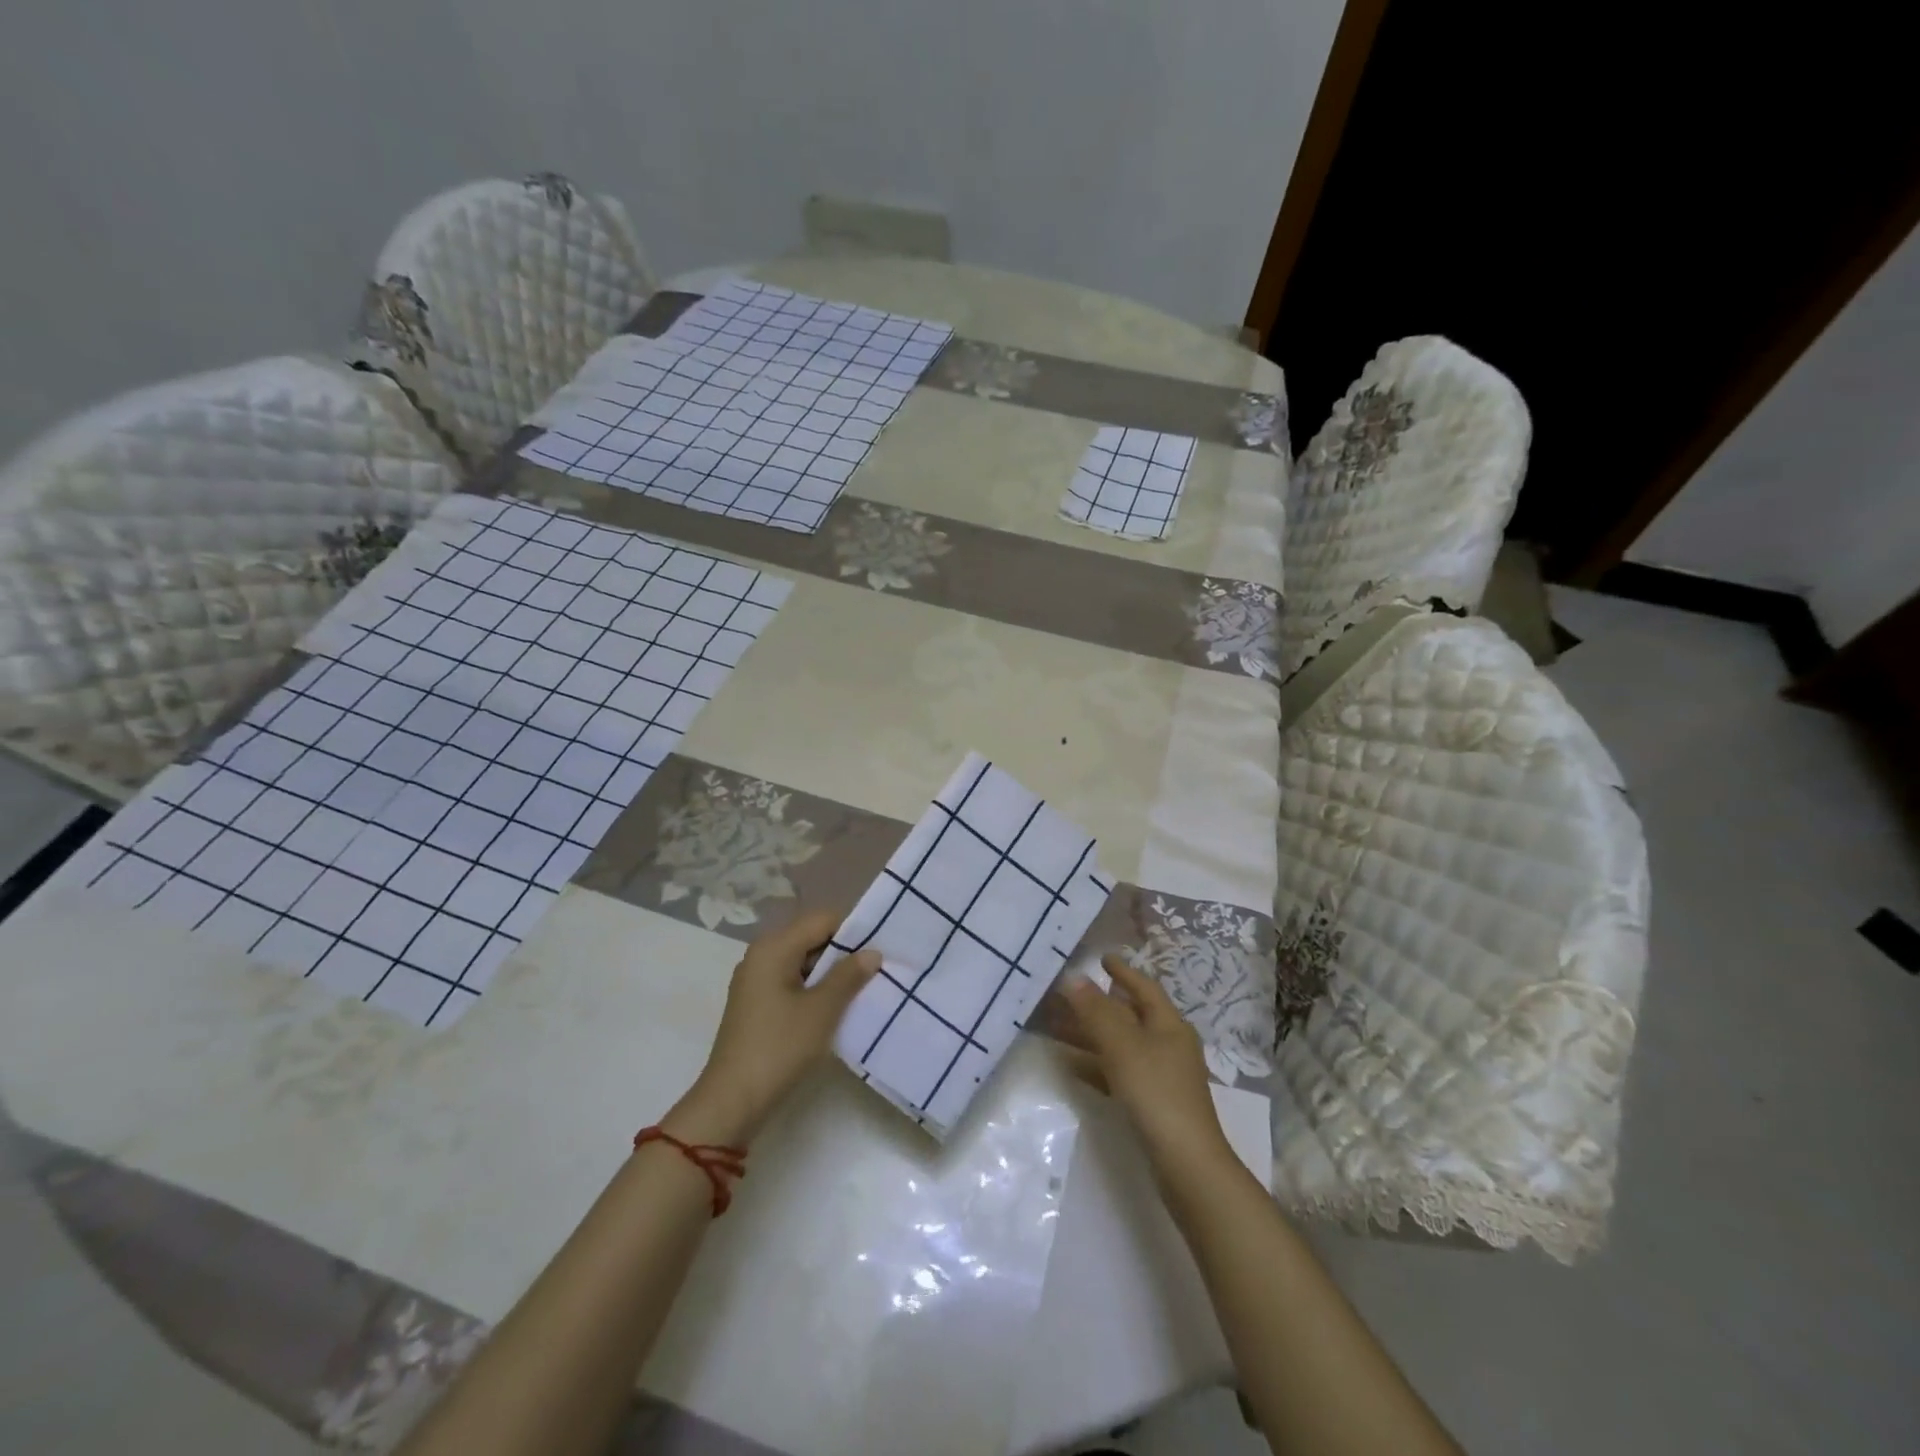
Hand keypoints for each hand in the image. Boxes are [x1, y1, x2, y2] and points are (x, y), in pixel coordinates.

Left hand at [666, 909, 879, 1146]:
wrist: (732, 1101)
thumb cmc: (779, 1048)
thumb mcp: (821, 1010)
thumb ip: (848, 976)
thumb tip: (872, 952)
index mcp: (774, 947)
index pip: (822, 920)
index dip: (853, 931)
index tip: (880, 951)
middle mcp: (761, 956)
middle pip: (811, 938)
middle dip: (844, 953)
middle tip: (876, 972)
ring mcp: (756, 981)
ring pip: (803, 962)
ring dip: (831, 974)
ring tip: (862, 991)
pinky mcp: (757, 1004)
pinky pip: (792, 983)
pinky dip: (815, 990)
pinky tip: (835, 1009)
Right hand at [1062, 954, 1226, 1163]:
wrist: (1186, 1164)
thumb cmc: (1156, 1092)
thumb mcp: (1122, 1045)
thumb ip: (1095, 1010)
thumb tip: (1072, 975)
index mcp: (1169, 1025)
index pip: (1144, 987)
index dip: (1123, 972)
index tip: (1102, 958)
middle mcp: (1168, 1045)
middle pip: (1128, 1016)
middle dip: (1097, 1005)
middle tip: (1065, 994)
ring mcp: (1161, 1076)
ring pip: (1120, 1045)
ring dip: (1090, 1035)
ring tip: (1056, 1027)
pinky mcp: (1151, 1103)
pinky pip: (1118, 1073)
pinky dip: (1095, 1065)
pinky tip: (1070, 1066)